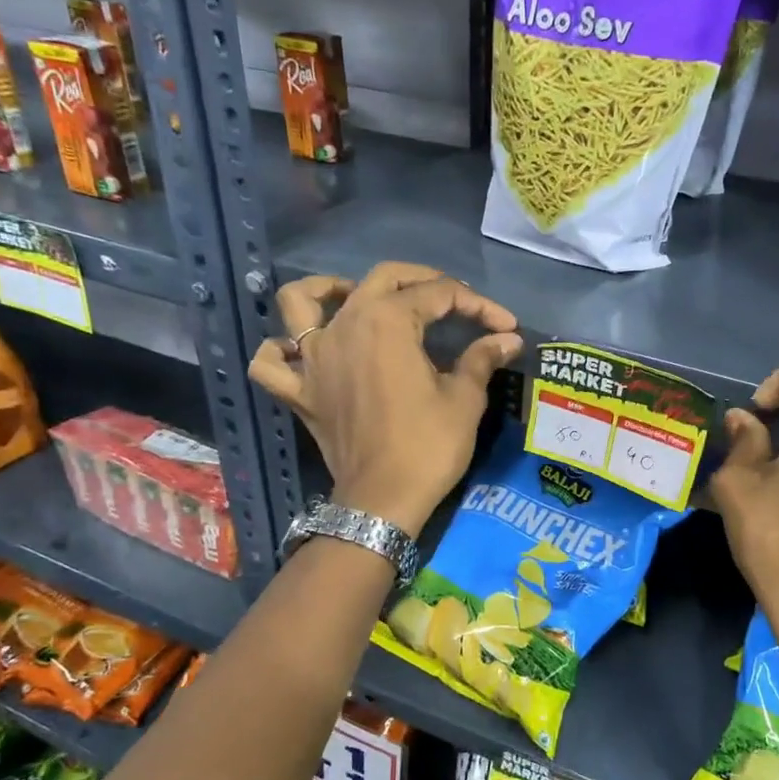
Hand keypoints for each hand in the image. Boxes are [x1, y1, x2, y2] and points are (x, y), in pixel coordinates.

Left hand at [249, 262, 521, 537]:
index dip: (478, 305)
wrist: (384, 500)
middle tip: (453, 300)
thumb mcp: (465, 399)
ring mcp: (313, 358)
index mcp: (388, 321)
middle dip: (423, 281)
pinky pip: (271, 362)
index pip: (438, 295)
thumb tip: (507, 339)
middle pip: (381, 279)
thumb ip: (482, 358)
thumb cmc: (428, 446)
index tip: (505, 326)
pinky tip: (300, 351)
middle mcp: (344, 325)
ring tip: (352, 295)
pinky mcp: (299, 391)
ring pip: (303, 301)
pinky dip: (280, 350)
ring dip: (327, 289)